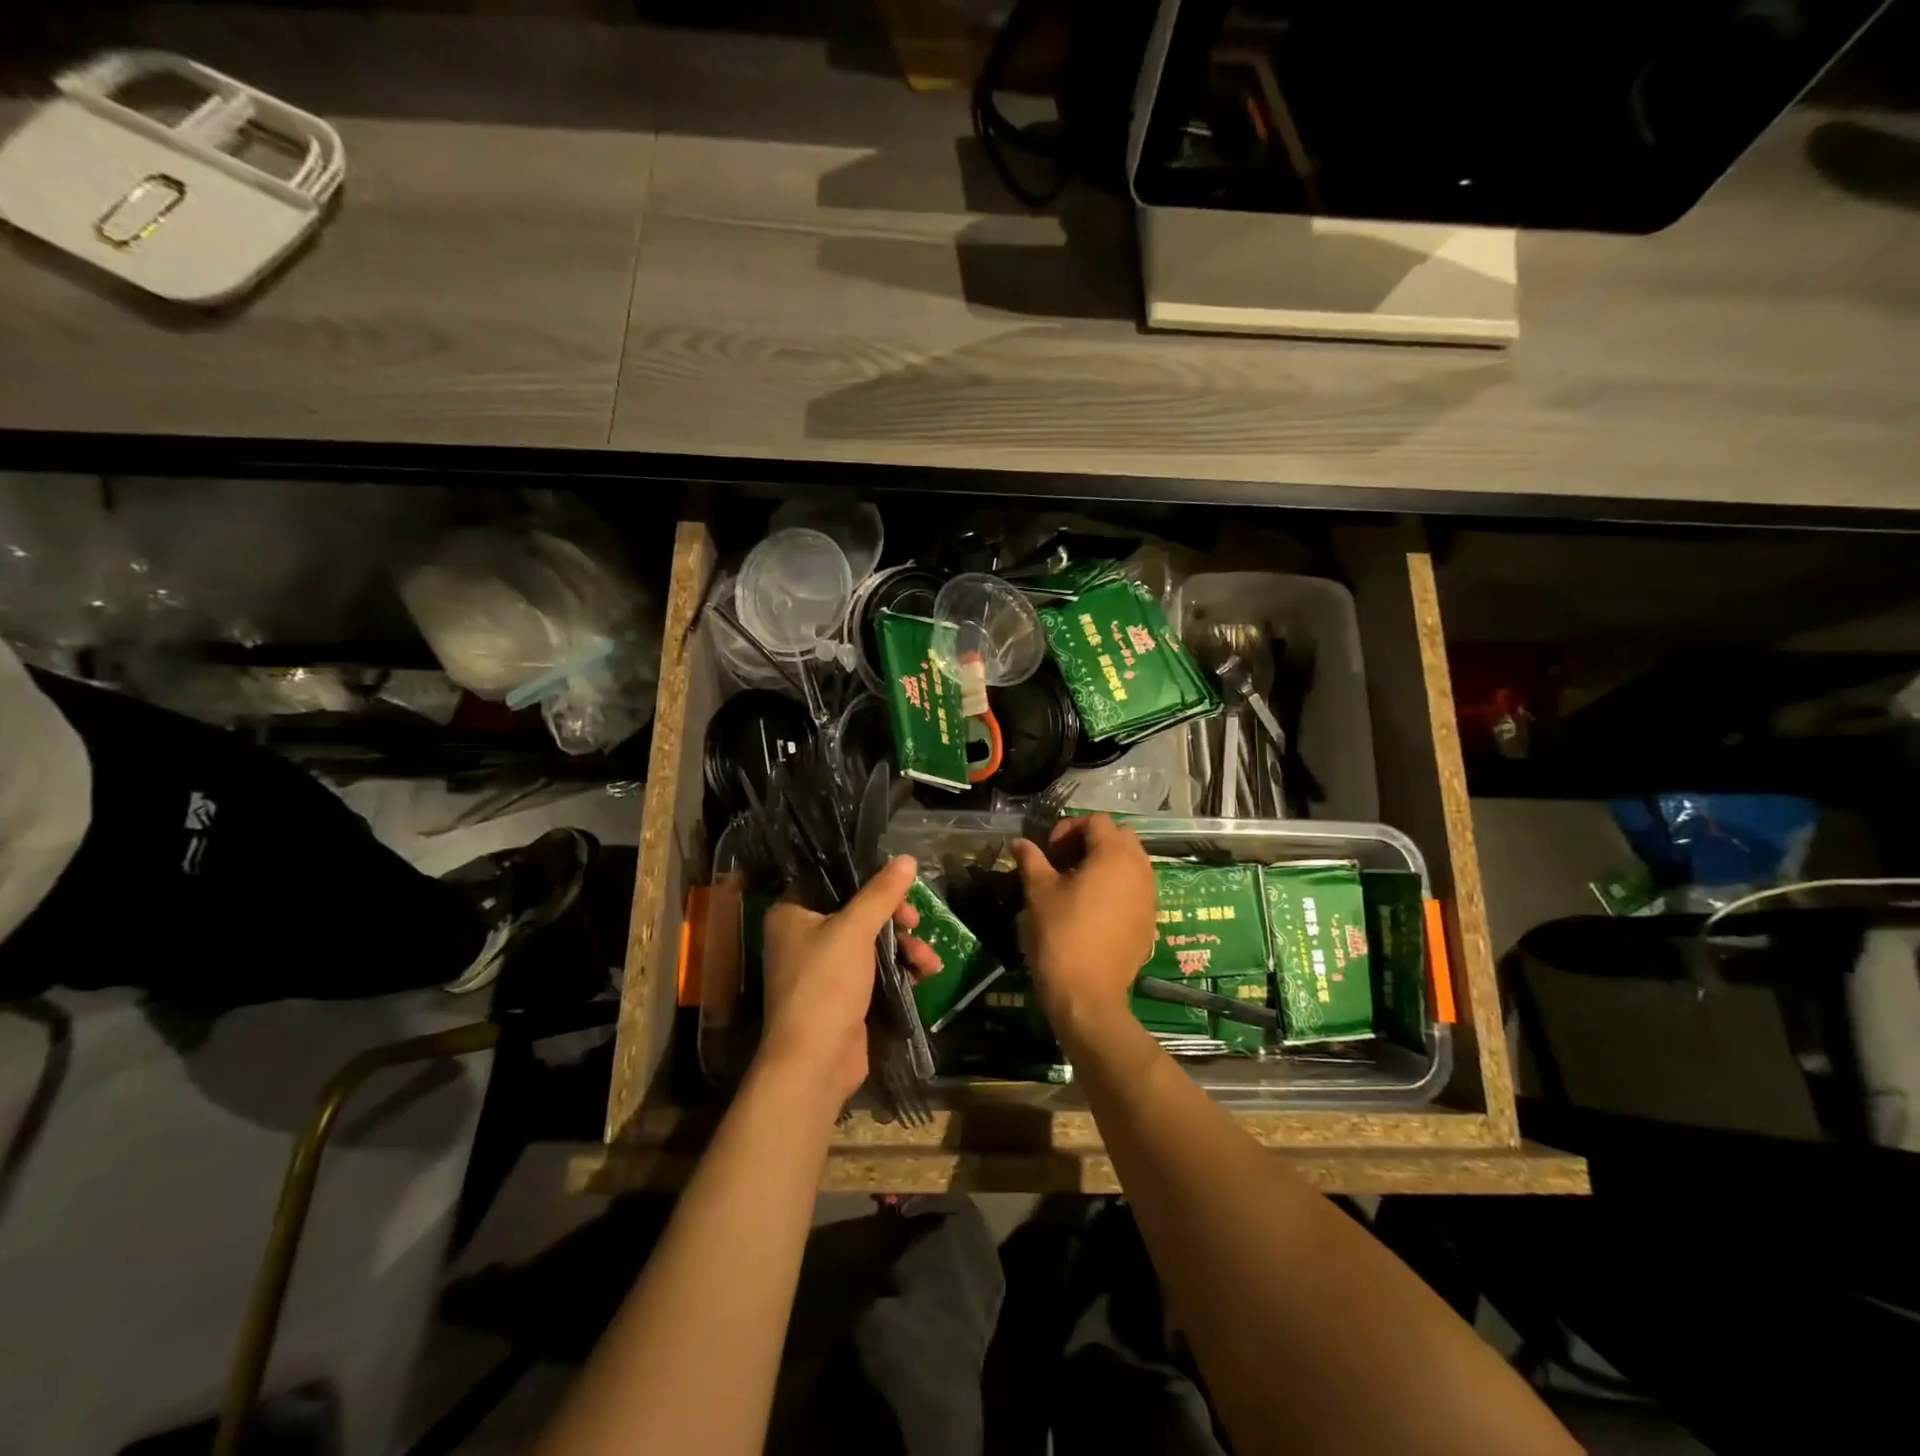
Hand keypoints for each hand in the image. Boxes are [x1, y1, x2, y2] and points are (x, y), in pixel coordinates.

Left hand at [760, 855, 941, 1107]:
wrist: (815, 1063)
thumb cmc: (825, 985)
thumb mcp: (855, 930)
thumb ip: (882, 893)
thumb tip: (907, 858)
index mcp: (792, 913)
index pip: (833, 880)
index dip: (869, 879)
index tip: (900, 886)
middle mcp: (804, 936)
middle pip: (859, 910)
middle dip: (895, 918)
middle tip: (915, 922)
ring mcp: (825, 968)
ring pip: (873, 941)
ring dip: (905, 946)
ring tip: (928, 959)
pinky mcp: (845, 994)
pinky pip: (877, 969)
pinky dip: (900, 968)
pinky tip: (926, 974)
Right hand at [1012, 815, 1156, 1038]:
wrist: (1088, 995)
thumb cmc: (1061, 935)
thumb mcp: (1039, 893)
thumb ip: (1032, 860)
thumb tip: (1021, 843)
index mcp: (1114, 855)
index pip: (1097, 821)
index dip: (1069, 828)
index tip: (1049, 852)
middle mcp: (1139, 869)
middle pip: (1120, 836)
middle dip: (1092, 842)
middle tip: (1064, 862)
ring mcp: (1149, 896)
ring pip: (1132, 863)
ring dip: (1107, 863)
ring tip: (1078, 885)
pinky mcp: (1150, 921)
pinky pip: (1136, 889)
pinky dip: (1118, 887)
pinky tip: (1093, 909)